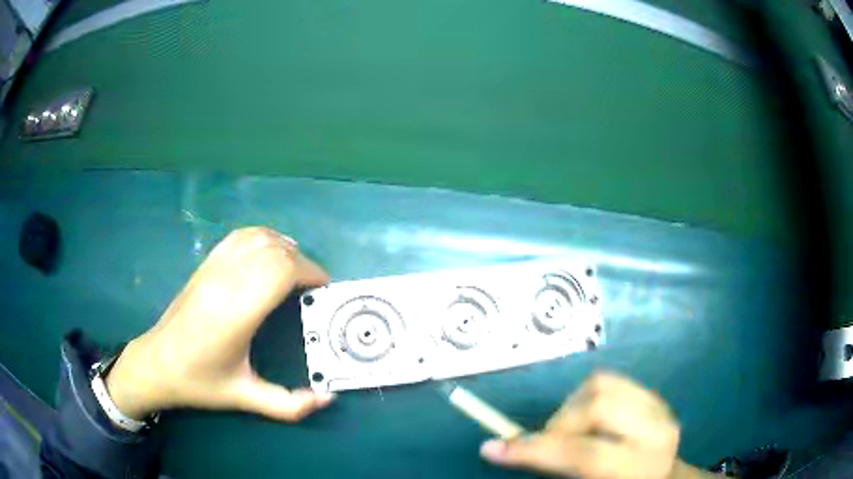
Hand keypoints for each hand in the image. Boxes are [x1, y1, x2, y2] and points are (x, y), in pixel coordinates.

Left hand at [104, 227, 334, 421]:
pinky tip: (268, 254)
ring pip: (258, 238)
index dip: (309, 272)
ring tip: (295, 270)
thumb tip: (327, 399)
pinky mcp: (205, 264)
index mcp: (236, 312)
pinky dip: (262, 238)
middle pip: (274, 251)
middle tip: (313, 287)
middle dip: (302, 263)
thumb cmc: (200, 381)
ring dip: (284, 248)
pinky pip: (239, 236)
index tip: (322, 289)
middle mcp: (225, 281)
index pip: (280, 270)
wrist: (157, 363)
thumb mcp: (244, 398)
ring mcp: (213, 268)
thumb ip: (289, 404)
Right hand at [480, 372, 715, 478]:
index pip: (583, 452)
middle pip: (597, 403)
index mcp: (639, 465)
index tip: (492, 448)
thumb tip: (503, 447)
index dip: (535, 451)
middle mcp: (655, 430)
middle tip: (547, 443)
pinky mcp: (653, 395)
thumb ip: (555, 468)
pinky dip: (585, 398)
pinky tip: (587, 422)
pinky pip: (610, 381)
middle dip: (560, 422)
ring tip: (568, 432)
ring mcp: (658, 406)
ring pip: (601, 384)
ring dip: (571, 407)